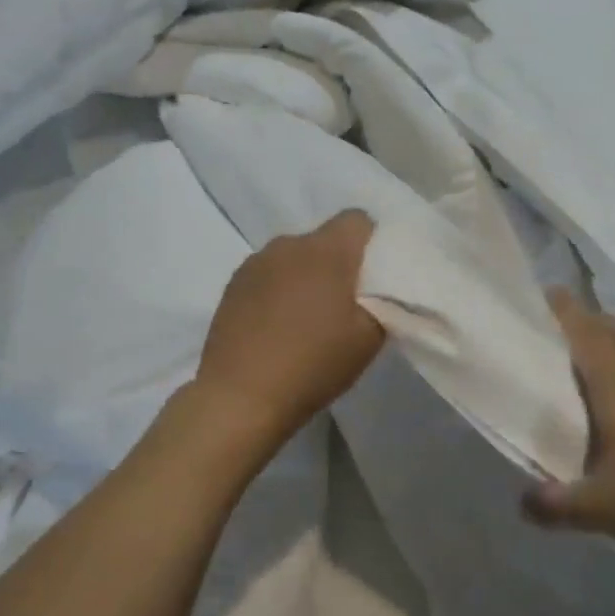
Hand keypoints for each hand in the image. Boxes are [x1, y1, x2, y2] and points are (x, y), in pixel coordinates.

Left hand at [194, 210, 384, 447]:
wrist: (241, 395)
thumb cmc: (313, 364)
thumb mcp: (368, 340)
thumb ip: (381, 303)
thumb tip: (376, 290)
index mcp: (327, 251)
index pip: (358, 220)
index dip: (371, 242)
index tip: (374, 275)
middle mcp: (289, 244)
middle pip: (323, 239)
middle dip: (337, 263)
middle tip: (343, 303)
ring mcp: (255, 262)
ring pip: (293, 258)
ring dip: (304, 276)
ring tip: (305, 318)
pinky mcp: (233, 284)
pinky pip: (267, 275)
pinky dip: (278, 291)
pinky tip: (276, 326)